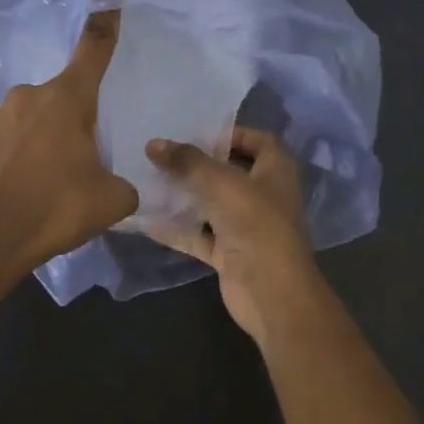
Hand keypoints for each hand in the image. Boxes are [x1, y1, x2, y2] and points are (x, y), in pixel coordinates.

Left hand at [0, 10, 138, 272]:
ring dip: (43, 142)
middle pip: (63, 97)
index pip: (94, 47)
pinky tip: (21, 190)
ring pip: (32, 122)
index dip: (108, 17)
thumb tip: (121, 186)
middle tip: (80, 164)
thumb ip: (125, 183)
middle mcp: (28, 97)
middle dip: (74, 122)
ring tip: (48, 185)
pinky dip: (17, 159)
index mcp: (67, 99)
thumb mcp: (112, 200)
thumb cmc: (56, 208)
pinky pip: (7, 143)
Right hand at [144, 128, 322, 340]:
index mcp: (275, 171)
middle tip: (163, 154)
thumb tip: (153, 144)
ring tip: (149, 180)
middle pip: (229, 172)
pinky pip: (199, 236)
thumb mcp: (220, 183)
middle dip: (198, 164)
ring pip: (211, 205)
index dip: (231, 133)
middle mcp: (263, 195)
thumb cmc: (255, 224)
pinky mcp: (229, 253)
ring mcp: (246, 226)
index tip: (196, 131)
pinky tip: (147, 220)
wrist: (271, 292)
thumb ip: (187, 161)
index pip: (258, 140)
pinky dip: (177, 229)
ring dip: (185, 196)